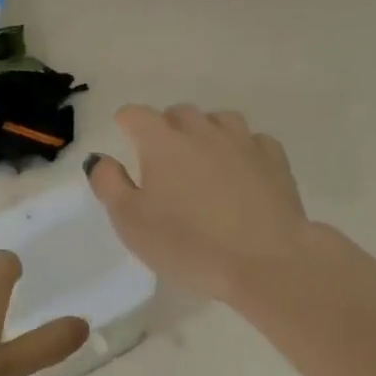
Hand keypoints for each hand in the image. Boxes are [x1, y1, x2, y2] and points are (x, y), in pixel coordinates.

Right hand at [87, 105, 313, 303]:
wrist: (265, 262)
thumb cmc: (188, 245)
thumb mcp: (131, 222)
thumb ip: (109, 184)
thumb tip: (100, 158)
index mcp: (162, 142)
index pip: (136, 114)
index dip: (126, 124)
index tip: (124, 140)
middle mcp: (202, 130)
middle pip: (178, 113)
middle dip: (165, 127)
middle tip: (161, 160)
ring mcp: (243, 141)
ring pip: (218, 120)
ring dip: (204, 132)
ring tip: (201, 161)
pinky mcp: (274, 159)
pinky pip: (252, 140)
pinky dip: (240, 148)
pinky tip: (239, 171)